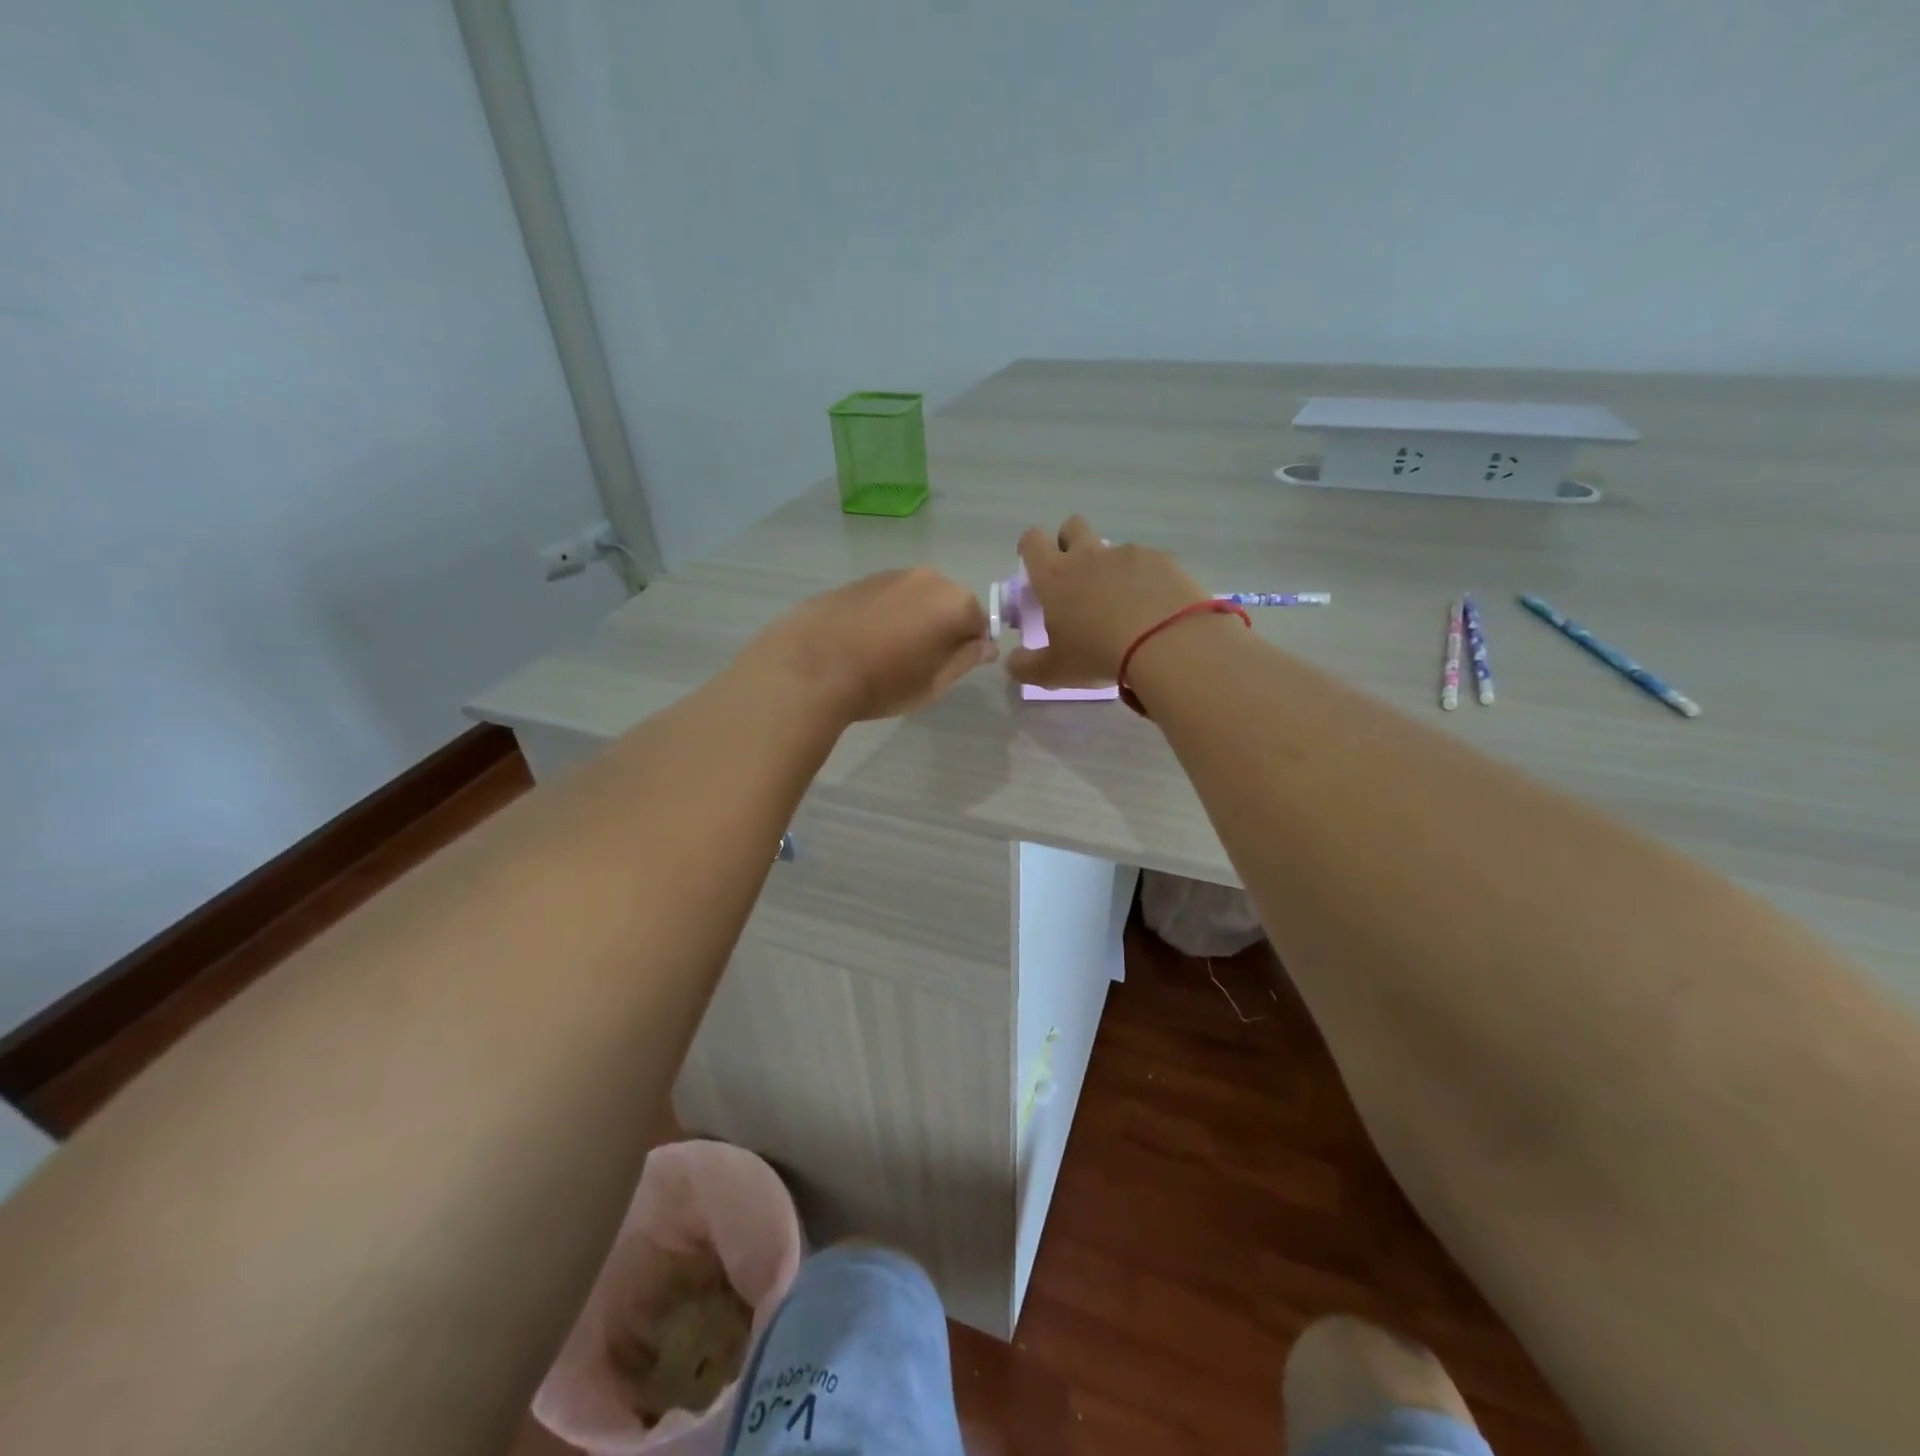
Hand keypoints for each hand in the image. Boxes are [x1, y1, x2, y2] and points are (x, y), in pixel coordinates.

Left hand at [736, 567, 995, 723]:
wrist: (810, 666)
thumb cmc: (882, 682)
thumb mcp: (934, 683)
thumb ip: (965, 660)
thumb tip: (985, 646)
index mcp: (954, 602)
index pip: (980, 624)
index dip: (969, 649)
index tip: (948, 670)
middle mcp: (928, 578)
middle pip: (949, 604)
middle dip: (942, 629)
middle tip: (918, 664)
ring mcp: (891, 575)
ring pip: (917, 599)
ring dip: (913, 620)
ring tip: (887, 654)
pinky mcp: (859, 580)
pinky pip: (888, 598)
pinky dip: (886, 615)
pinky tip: (864, 641)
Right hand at [1005, 517, 1207, 688]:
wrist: (1165, 643)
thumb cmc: (1098, 654)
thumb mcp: (1054, 671)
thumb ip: (1026, 666)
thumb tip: (1012, 663)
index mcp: (1055, 576)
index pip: (1032, 541)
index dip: (1030, 548)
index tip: (1035, 566)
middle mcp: (1088, 555)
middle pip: (1072, 526)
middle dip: (1069, 542)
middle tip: (1076, 578)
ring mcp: (1128, 554)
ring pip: (1112, 549)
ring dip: (1111, 568)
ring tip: (1124, 605)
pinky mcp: (1162, 560)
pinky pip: (1148, 563)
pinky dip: (1146, 580)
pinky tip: (1155, 608)